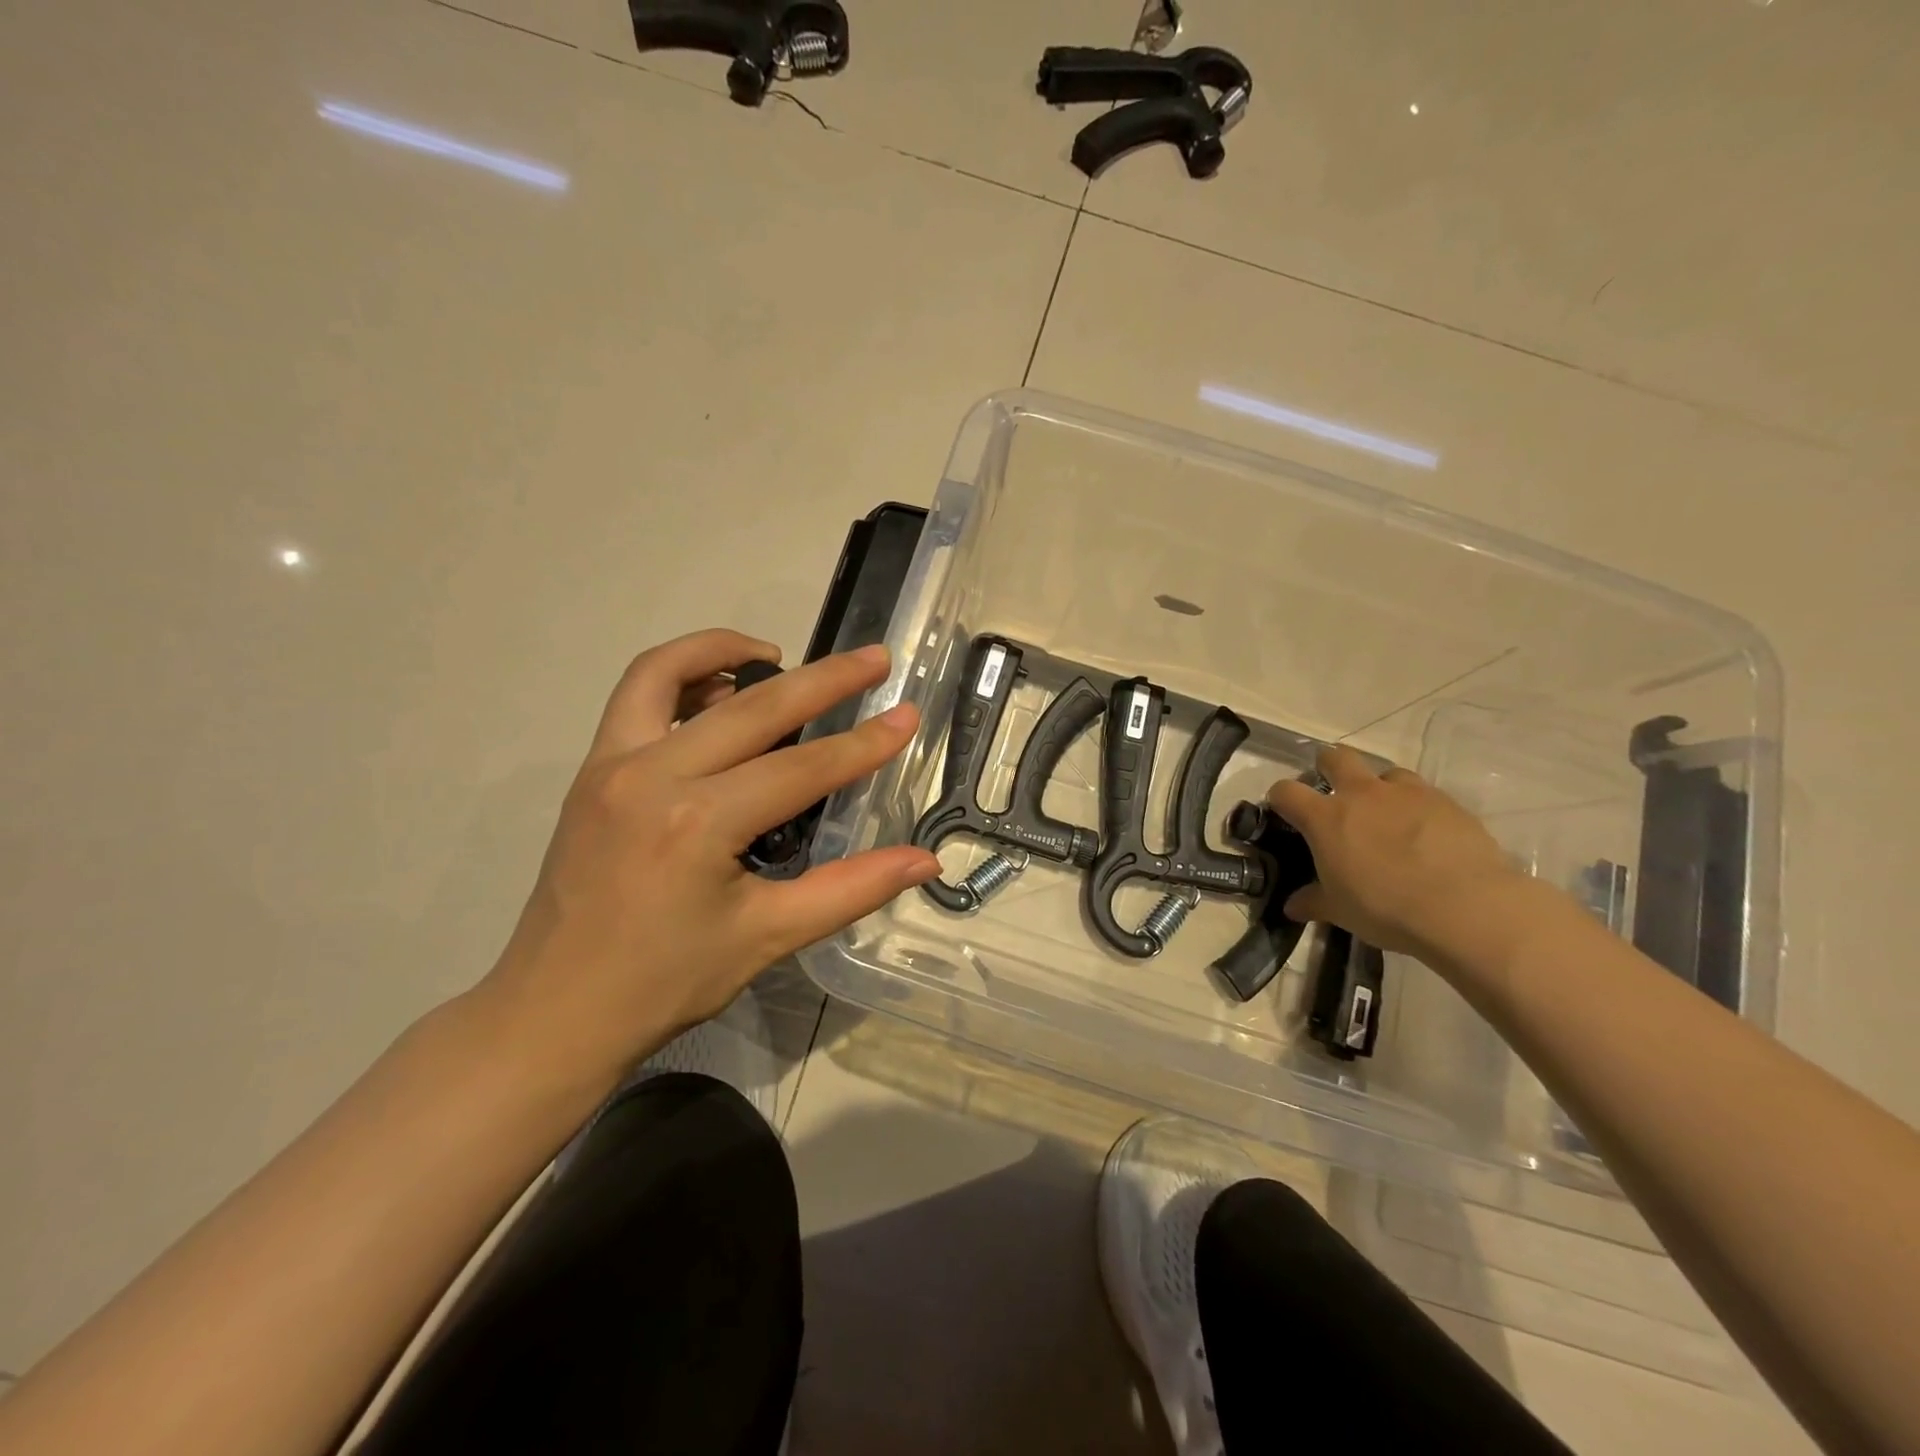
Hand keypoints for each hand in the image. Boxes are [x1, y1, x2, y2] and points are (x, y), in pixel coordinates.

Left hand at [474, 629, 938, 1096]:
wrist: (554, 1012)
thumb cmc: (665, 982)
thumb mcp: (768, 937)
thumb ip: (852, 889)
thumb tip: (925, 861)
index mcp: (698, 823)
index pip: (802, 768)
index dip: (863, 743)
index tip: (908, 715)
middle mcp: (651, 776)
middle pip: (753, 706)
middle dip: (824, 679)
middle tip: (874, 659)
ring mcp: (611, 765)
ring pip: (669, 672)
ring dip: (728, 650)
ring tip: (779, 656)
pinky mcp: (591, 770)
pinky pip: (635, 697)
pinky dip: (679, 676)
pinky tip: (716, 697)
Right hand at [1267, 744, 1523, 958]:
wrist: (1466, 908)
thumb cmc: (1386, 908)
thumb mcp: (1340, 911)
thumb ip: (1313, 901)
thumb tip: (1292, 906)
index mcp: (1325, 818)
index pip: (1286, 791)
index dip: (1280, 799)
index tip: (1284, 812)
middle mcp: (1362, 794)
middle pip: (1336, 757)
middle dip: (1329, 767)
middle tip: (1334, 794)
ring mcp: (1407, 793)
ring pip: (1385, 773)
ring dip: (1380, 788)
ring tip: (1388, 817)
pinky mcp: (1446, 802)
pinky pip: (1424, 794)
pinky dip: (1417, 807)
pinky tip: (1426, 834)